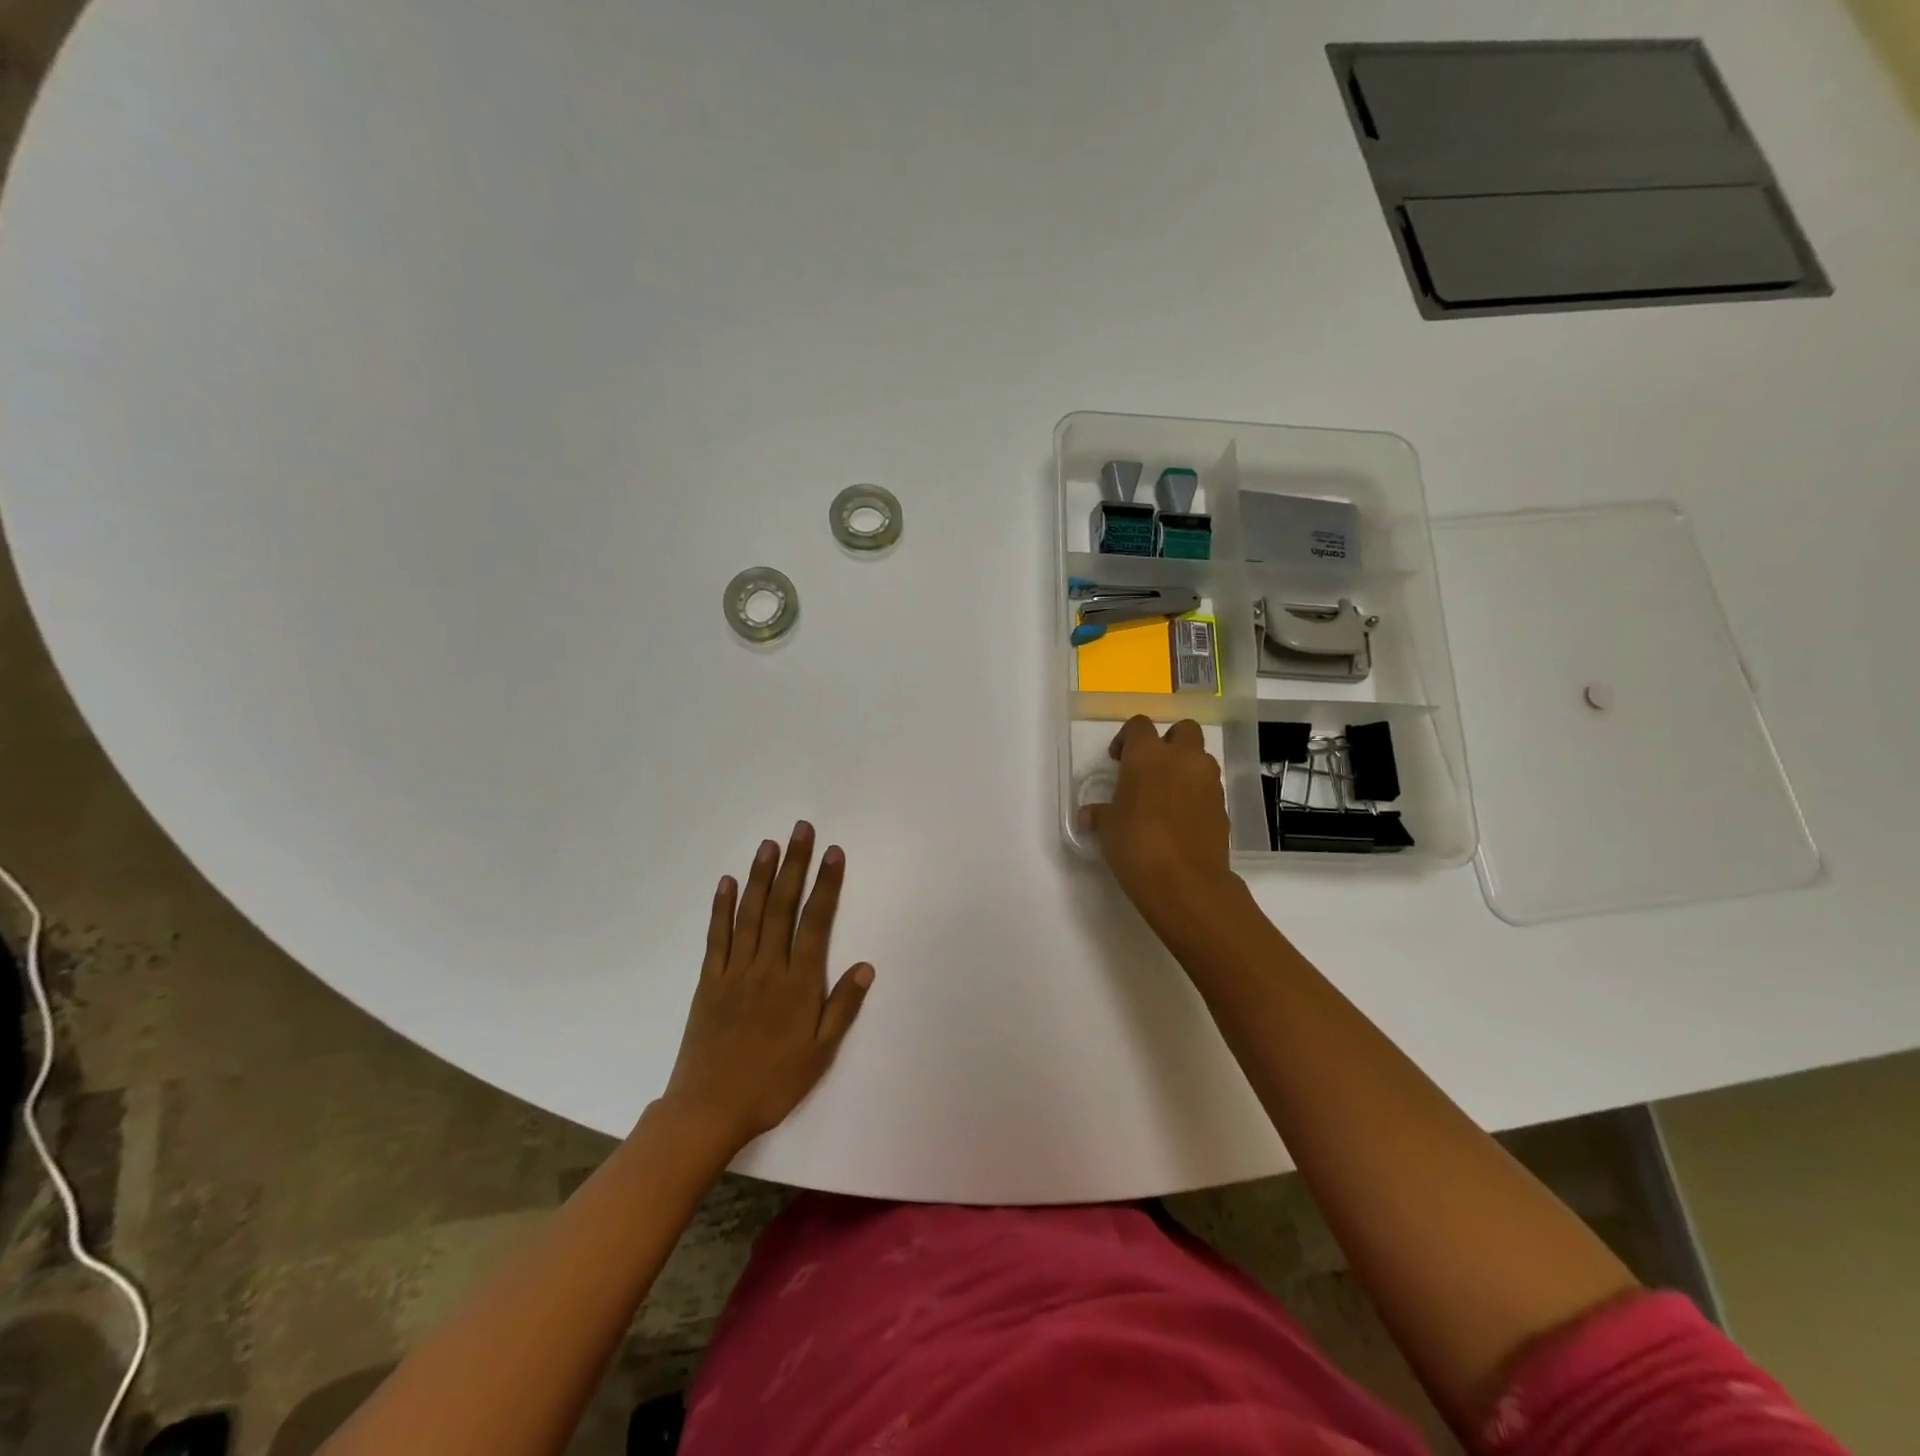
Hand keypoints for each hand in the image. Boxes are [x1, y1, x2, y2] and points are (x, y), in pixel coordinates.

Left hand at [660, 822, 873, 1154]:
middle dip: (794, 865)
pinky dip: (721, 907)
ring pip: (750, 913)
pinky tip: (726, 882)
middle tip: (800, 830)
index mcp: (798, 983)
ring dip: (760, 876)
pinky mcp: (709, 981)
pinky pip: (717, 937)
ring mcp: (735, 971)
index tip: (833, 853)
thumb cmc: (773, 1083)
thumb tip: (866, 965)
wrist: (709, 1110)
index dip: (826, 884)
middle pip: (782, 906)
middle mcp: (767, 967)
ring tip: (769, 844)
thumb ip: (842, 1007)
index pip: (815, 922)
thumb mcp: (820, 1054)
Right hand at [1078, 716, 1237, 932]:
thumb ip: (1099, 814)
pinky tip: (1180, 818)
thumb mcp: (1108, 828)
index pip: (1139, 725)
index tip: (1117, 759)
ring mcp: (1208, 781)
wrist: (1185, 882)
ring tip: (1166, 794)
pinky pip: (1209, 787)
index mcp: (1147, 755)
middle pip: (1183, 729)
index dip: (1127, 738)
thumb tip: (1087, 816)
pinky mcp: (1223, 806)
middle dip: (1169, 741)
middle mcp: (1182, 758)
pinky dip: (1196, 793)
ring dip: (1186, 766)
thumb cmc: (1136, 844)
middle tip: (1151, 766)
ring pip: (1200, 757)